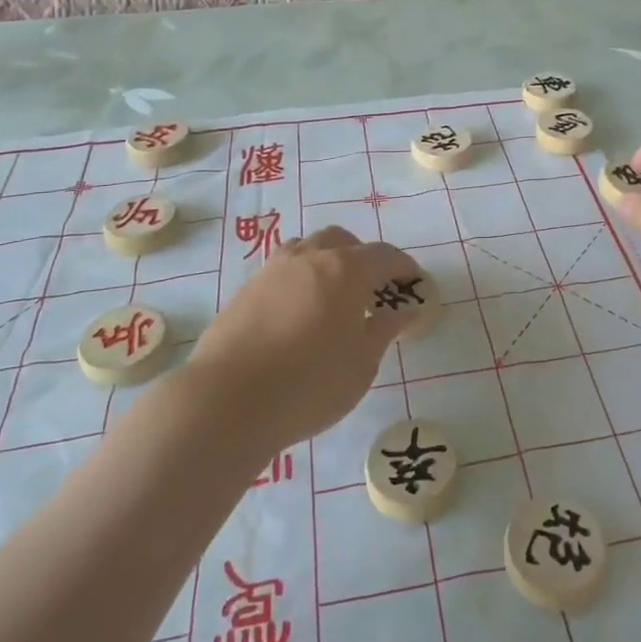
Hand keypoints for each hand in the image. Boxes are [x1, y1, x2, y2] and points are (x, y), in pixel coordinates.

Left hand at [185, 228, 422, 452]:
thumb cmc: (309, 383)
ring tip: (331, 297)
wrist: (226, 400)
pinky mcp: (244, 291)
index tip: (414, 282)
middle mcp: (308, 258)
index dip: (403, 267)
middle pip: (341, 241)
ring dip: (325, 262)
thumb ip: (383, 330)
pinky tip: (297, 315)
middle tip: (371, 289)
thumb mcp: (361, 363)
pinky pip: (281, 272)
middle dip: (361, 257)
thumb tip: (402, 312)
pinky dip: (298, 281)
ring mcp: (271, 271)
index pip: (383, 255)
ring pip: (306, 249)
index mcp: (345, 270)